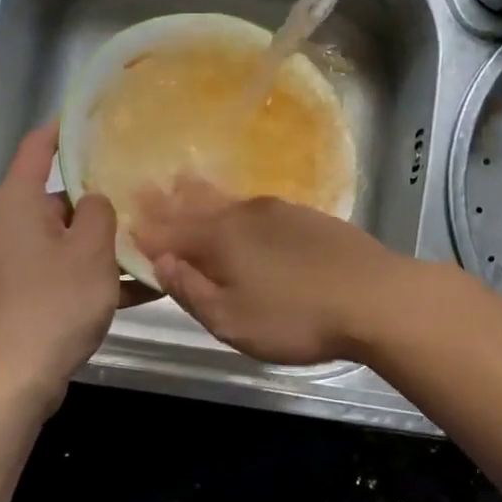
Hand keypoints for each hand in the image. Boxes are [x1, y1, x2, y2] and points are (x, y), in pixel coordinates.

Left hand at [0, 124, 131, 408]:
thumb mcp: (92, 251)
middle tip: (140, 198)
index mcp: (16, 203)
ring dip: (100, 244)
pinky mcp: (15, 293)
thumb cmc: (55, 302)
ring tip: (147, 246)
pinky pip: (57, 271)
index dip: (65, 130)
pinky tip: (136, 289)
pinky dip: (88, 275)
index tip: (94, 121)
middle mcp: (4, 225)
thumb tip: (95, 200)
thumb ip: (101, 213)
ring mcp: (7, 262)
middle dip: (98, 202)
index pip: (38, 148)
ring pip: (61, 239)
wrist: (13, 377)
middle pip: (56, 198)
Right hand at [133, 178, 411, 365]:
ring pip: (230, 202)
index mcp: (220, 240)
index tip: (127, 218)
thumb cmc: (296, 316)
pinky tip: (243, 209)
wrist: (375, 297)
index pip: (172, 232)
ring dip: (204, 195)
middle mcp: (245, 216)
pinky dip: (238, 207)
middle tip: (149, 187)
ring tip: (186, 182)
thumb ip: (192, 290)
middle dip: (171, 201)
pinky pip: (258, 208)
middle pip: (199, 207)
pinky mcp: (309, 219)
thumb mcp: (232, 320)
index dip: (148, 230)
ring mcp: (280, 213)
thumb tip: (162, 262)